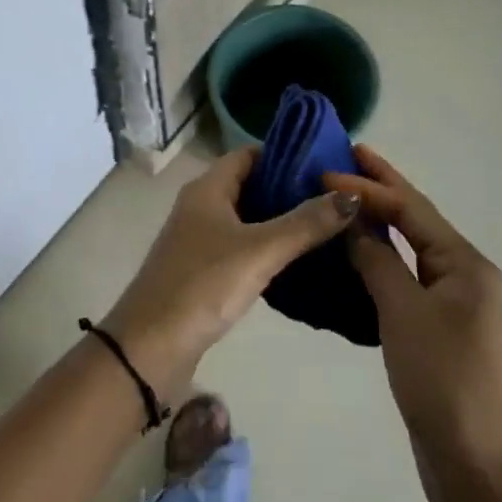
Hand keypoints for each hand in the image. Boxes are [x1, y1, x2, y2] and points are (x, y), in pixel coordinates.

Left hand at [103, 147, 357, 395]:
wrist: (150, 347)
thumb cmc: (203, 285)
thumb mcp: (260, 250)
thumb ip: (306, 223)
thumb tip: (352, 196)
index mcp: (208, 188)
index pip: (250, 154)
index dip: (286, 154)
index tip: (326, 164)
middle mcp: (202, 205)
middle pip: (250, 184)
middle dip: (289, 189)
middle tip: (335, 198)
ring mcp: (200, 239)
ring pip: (248, 218)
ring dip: (281, 220)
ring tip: (327, 227)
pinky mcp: (203, 270)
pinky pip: (242, 246)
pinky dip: (268, 247)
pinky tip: (299, 261)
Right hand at [331, 145, 501, 501]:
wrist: (473, 464)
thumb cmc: (441, 379)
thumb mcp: (403, 312)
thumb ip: (377, 260)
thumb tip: (351, 223)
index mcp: (465, 263)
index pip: (410, 209)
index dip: (369, 187)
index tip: (326, 171)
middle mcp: (464, 273)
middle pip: (416, 219)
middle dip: (382, 187)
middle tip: (348, 155)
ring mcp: (453, 301)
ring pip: (410, 246)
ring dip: (379, 221)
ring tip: (344, 196)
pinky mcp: (438, 326)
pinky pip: (406, 275)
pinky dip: (380, 257)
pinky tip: (356, 252)